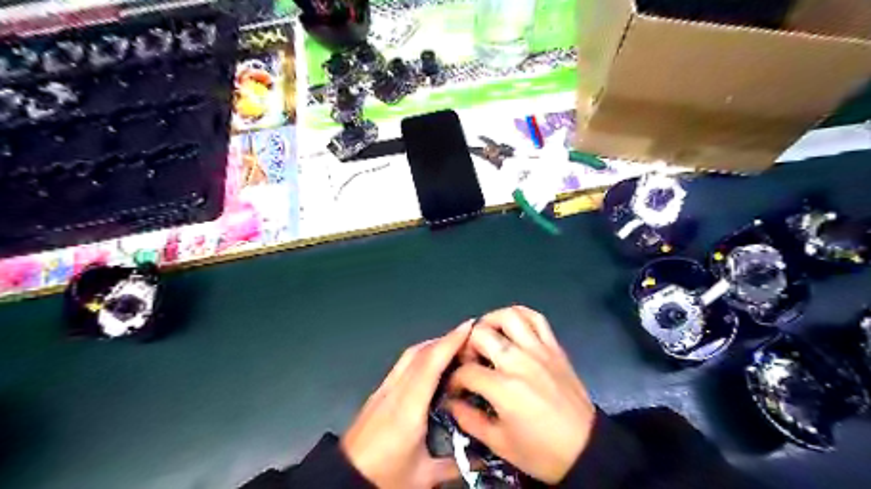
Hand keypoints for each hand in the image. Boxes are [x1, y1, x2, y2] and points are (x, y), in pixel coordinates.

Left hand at [341, 319, 474, 486]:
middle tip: (468, 336)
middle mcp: (394, 392)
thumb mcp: (423, 476)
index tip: (469, 327)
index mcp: (408, 409)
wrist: (343, 480)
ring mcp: (383, 390)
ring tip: (453, 346)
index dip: (450, 342)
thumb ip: (456, 465)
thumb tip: (483, 459)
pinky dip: (420, 355)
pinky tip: (431, 363)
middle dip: (445, 339)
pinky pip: (402, 364)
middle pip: (419, 353)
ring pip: (409, 356)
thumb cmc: (383, 478)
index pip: (430, 364)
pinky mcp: (377, 393)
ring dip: (432, 345)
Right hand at [445, 308, 594, 483]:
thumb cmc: (541, 452)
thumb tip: (450, 401)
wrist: (586, 449)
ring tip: (486, 336)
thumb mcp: (499, 444)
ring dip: (490, 322)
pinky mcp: (554, 347)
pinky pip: (537, 318)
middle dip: (466, 347)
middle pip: (481, 334)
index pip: (466, 371)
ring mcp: (539, 350)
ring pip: (509, 316)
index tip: (455, 389)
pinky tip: (511, 326)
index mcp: (504, 388)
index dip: (454, 380)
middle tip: (469, 361)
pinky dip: (520, 315)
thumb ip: (468, 419)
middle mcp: (519, 361)